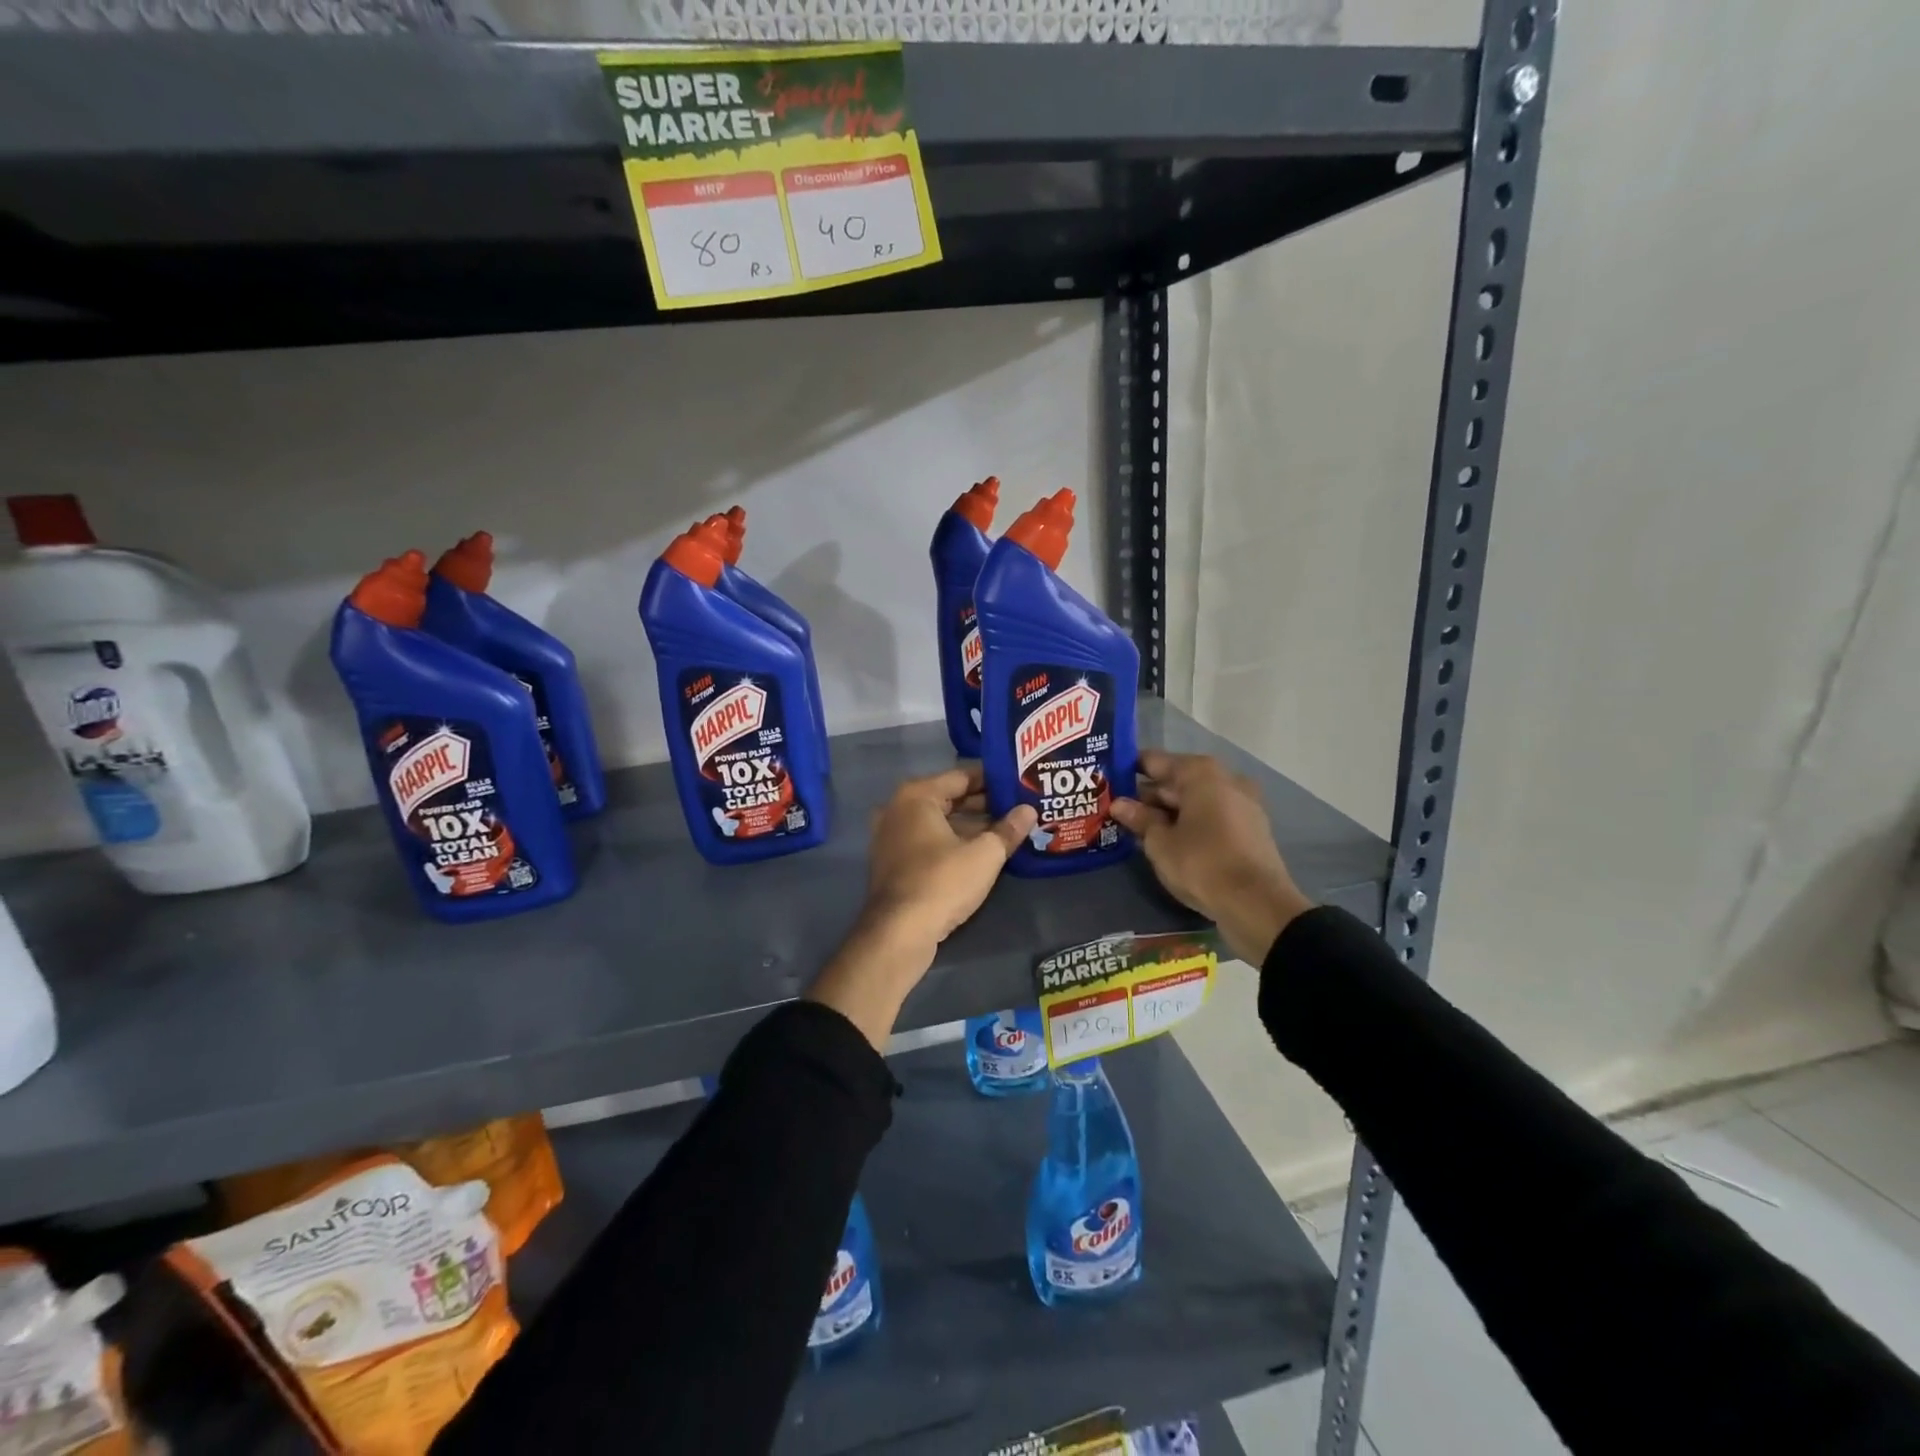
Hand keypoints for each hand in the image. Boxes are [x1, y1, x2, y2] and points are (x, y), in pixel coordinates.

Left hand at [806, 766, 1036, 1047]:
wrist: (899, 933)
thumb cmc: (942, 882)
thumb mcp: (984, 854)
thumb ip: (1008, 829)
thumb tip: (1028, 811)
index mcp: (917, 796)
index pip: (962, 776)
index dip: (993, 779)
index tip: (1019, 782)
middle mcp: (898, 809)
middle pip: (949, 798)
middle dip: (984, 803)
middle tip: (1019, 806)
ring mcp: (891, 836)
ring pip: (939, 822)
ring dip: (970, 825)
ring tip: (1008, 829)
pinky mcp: (893, 862)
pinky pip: (928, 841)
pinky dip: (953, 842)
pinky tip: (981, 852)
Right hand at [1110, 751, 1314, 964]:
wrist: (1258, 905)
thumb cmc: (1202, 864)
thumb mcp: (1160, 843)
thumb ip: (1139, 819)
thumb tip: (1119, 804)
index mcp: (1200, 773)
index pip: (1154, 761)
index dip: (1128, 770)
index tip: (1106, 781)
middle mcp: (1224, 779)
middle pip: (1176, 781)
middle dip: (1147, 796)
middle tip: (1115, 810)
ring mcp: (1242, 804)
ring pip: (1194, 801)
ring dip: (1168, 813)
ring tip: (1136, 829)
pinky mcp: (1250, 829)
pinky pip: (1211, 817)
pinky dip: (1189, 824)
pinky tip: (1167, 841)